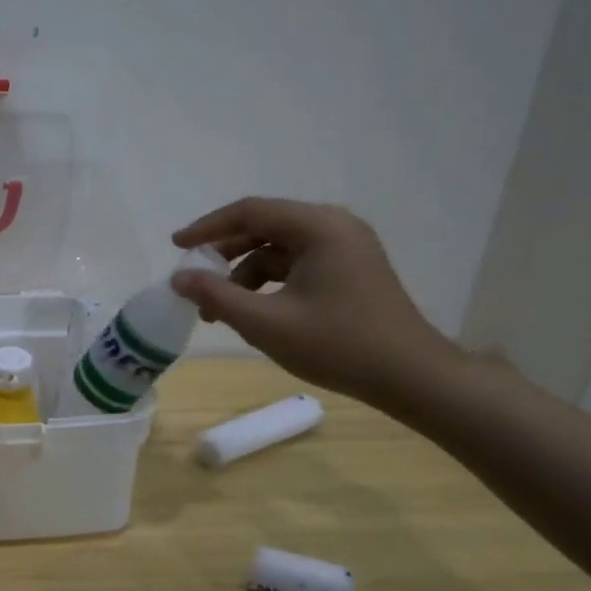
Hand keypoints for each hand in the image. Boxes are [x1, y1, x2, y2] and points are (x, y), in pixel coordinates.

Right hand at [170, 197, 462, 406]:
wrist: (413, 378)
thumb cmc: (338, 345)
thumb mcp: (266, 323)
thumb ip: (217, 296)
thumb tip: (179, 278)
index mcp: (318, 226)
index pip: (249, 211)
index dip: (207, 228)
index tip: (176, 246)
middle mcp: (334, 225)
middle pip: (264, 227)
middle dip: (225, 255)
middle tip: (195, 280)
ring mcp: (347, 247)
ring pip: (280, 249)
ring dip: (246, 274)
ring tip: (220, 310)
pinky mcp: (352, 269)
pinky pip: (298, 264)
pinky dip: (270, 282)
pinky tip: (255, 311)